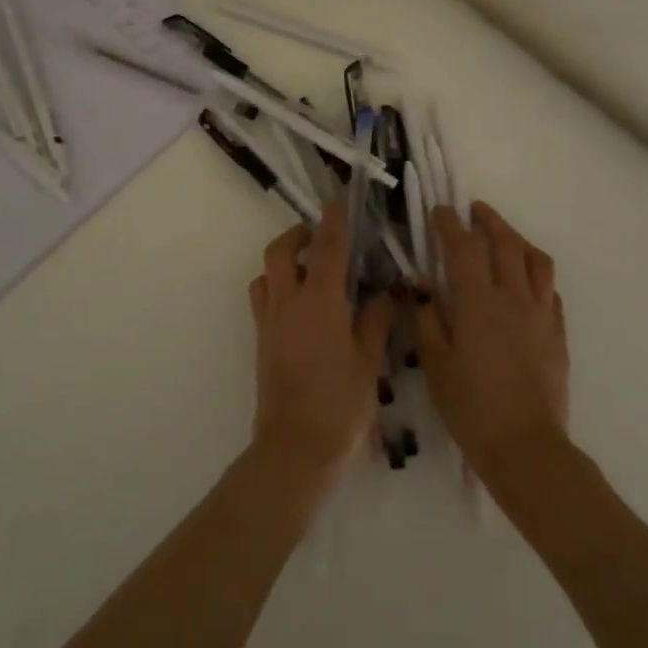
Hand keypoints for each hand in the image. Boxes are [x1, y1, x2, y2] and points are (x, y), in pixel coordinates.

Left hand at [248, 201, 390, 477]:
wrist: (294, 447)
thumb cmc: (340, 405)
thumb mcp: (369, 361)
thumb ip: (376, 320)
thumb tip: (386, 292)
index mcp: (320, 303)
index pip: (328, 248)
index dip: (335, 220)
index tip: (339, 200)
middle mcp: (288, 303)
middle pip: (281, 251)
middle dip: (298, 234)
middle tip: (320, 234)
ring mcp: (270, 322)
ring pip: (266, 273)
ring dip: (284, 260)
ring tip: (309, 268)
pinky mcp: (261, 341)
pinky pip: (262, 299)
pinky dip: (275, 286)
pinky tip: (299, 304)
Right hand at [415, 201, 568, 485]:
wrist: (525, 447)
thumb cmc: (471, 407)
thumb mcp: (435, 365)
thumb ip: (428, 321)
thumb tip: (422, 291)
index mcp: (478, 302)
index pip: (463, 248)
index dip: (449, 224)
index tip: (439, 211)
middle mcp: (513, 298)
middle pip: (506, 243)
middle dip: (488, 220)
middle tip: (473, 210)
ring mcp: (541, 314)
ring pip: (536, 260)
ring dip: (518, 239)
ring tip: (504, 236)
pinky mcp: (558, 333)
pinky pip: (550, 290)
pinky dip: (535, 273)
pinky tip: (525, 281)